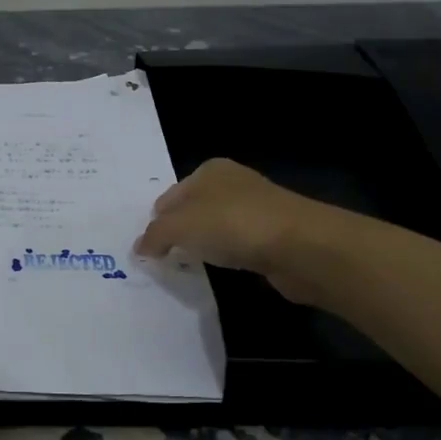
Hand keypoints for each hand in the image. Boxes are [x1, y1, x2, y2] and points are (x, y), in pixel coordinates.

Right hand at [134, 159, 323, 303]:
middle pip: (192, 211)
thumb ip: (155, 235)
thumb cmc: (233, 224)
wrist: (300, 245)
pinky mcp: (272, 234)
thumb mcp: (181, 226)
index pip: (169, 197)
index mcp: (209, 170)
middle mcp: (232, 183)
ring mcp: (255, 208)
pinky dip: (227, 256)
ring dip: (203, 246)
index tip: (149, 250)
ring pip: (215, 228)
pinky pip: (237, 245)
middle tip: (164, 261)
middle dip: (178, 233)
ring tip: (190, 267)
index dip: (157, 222)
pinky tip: (222, 269)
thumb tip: (140, 247)